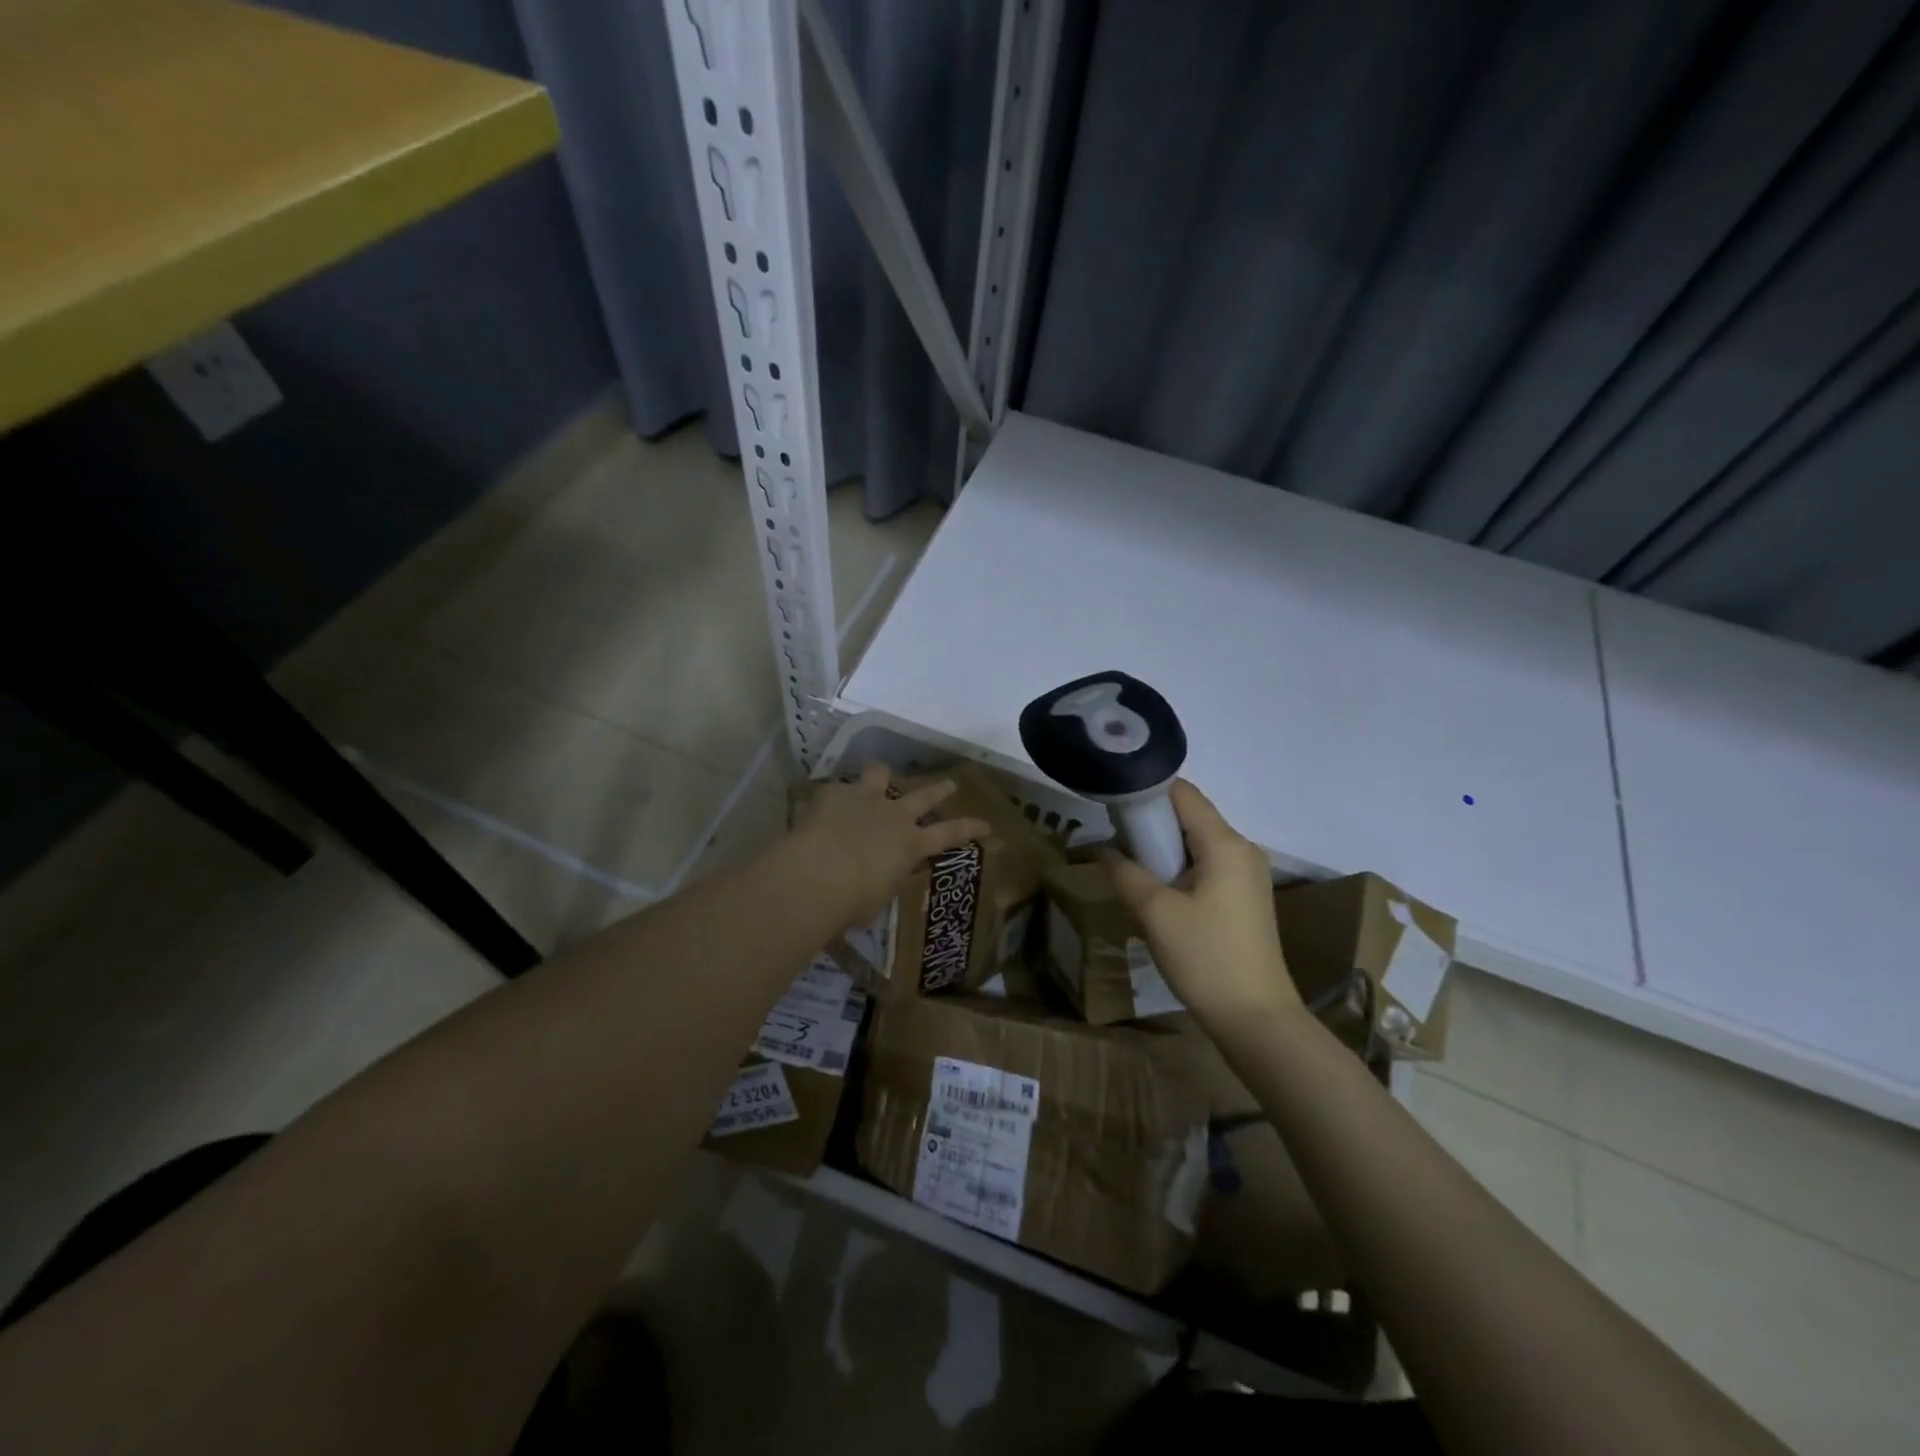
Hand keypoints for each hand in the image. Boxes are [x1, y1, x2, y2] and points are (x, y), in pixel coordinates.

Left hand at [793, 763, 990, 927]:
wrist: (817, 875)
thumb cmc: (853, 901)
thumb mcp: (878, 897)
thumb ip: (883, 880)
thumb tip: (876, 879)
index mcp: (910, 845)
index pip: (950, 834)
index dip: (970, 828)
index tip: (987, 825)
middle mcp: (894, 815)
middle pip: (924, 796)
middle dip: (939, 790)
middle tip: (949, 784)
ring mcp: (866, 798)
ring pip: (880, 773)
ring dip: (880, 776)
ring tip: (877, 776)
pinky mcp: (834, 792)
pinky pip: (837, 789)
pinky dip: (833, 799)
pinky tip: (821, 809)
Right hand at [1099, 780, 1301, 1031]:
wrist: (1256, 1018)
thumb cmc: (1205, 958)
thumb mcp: (1155, 913)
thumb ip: (1125, 873)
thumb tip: (1102, 849)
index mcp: (1226, 844)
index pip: (1183, 793)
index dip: (1147, 790)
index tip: (1112, 801)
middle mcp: (1242, 850)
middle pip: (1190, 816)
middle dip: (1150, 821)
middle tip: (1113, 836)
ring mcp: (1247, 874)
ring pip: (1197, 842)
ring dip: (1163, 846)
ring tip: (1128, 863)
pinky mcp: (1245, 897)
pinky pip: (1207, 865)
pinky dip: (1179, 866)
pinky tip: (1156, 889)